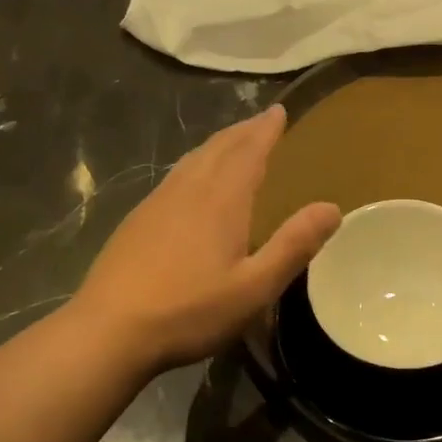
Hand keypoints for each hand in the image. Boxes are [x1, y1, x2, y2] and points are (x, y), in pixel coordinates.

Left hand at [72, 105, 340, 373]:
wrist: (109, 330)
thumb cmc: (189, 310)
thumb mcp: (254, 287)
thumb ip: (293, 246)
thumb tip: (332, 208)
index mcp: (221, 201)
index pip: (248, 151)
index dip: (265, 130)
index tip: (278, 111)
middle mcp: (188, 191)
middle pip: (218, 148)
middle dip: (243, 131)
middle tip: (261, 120)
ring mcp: (157, 203)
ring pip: (192, 159)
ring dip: (217, 144)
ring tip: (233, 142)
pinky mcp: (137, 221)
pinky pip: (174, 177)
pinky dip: (194, 165)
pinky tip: (192, 182)